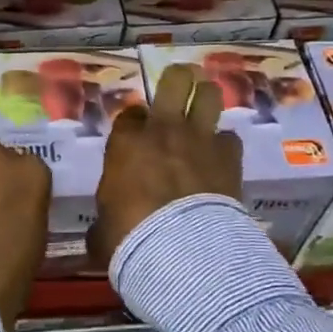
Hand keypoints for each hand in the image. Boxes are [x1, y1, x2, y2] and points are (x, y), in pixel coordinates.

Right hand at [89, 62, 241, 270]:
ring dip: (207, 100)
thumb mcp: (102, 229)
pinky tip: (221, 158)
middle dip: (178, 81)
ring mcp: (199, 139)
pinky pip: (230, 138)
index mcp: (126, 143)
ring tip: (205, 109)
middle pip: (175, 81)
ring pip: (210, 95)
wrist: (182, 250)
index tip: (137, 133)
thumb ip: (105, 217)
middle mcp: (163, 131)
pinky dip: (225, 146)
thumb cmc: (130, 237)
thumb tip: (103, 231)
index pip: (130, 113)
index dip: (135, 120)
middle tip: (179, 90)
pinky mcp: (229, 157)